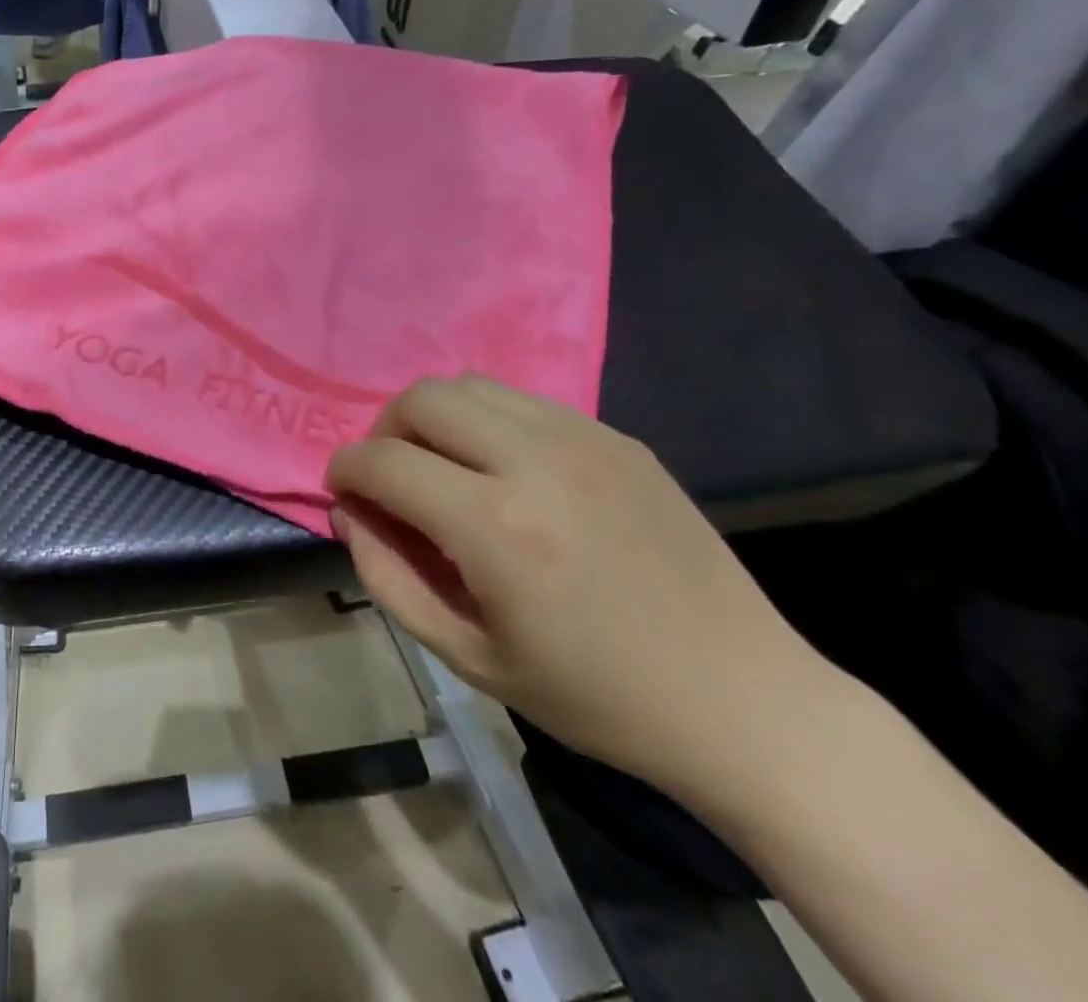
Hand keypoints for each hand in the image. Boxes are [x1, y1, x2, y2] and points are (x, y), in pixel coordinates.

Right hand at [326, 377, 823, 796]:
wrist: (744, 701)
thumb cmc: (594, 695)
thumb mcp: (467, 656)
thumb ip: (387, 575)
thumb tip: (348, 511)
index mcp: (497, 528)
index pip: (383, 461)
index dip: (345, 471)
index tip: (343, 492)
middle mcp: (537, 462)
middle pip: (421, 399)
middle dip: (384, 432)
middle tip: (391, 478)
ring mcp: (585, 440)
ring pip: (469, 385)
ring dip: (433, 419)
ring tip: (443, 467)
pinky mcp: (618, 437)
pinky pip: (522, 401)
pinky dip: (486, 422)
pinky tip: (503, 471)